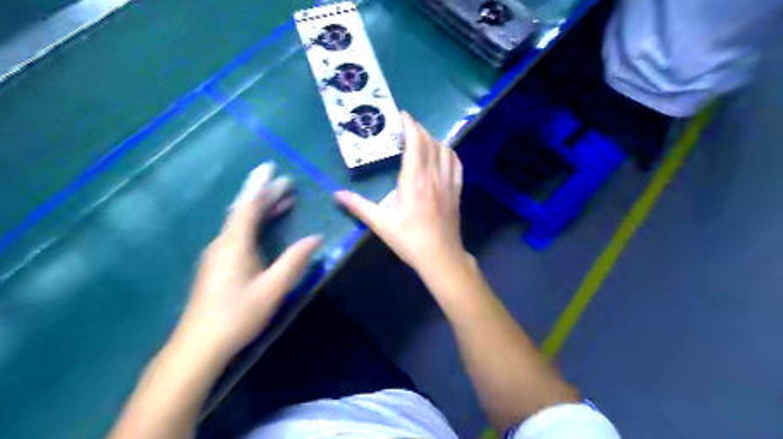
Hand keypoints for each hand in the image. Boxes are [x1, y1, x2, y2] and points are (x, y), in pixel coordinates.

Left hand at [174, 164, 320, 364]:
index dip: (260, 186)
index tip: (270, 167)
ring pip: (240, 223)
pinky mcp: (217, 266)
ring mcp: (217, 255)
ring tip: (283, 202)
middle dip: (265, 196)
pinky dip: (254, 224)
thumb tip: (315, 238)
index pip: (248, 206)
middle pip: (244, 211)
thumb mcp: (273, 288)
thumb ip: (294, 261)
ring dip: (261, 210)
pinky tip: (264, 230)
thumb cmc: (237, 314)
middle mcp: (222, 243)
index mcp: (234, 244)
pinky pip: (238, 234)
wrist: (198, 346)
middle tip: (287, 184)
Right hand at [335, 111, 467, 276]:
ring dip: (433, 139)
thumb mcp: (381, 223)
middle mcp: (433, 176)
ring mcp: (448, 183)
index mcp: (414, 180)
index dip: (409, 125)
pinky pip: (456, 164)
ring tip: (421, 139)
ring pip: (445, 150)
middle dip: (418, 129)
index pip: (415, 143)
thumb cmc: (409, 239)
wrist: (441, 256)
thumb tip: (335, 194)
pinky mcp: (457, 191)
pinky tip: (442, 154)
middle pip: (430, 142)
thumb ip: (358, 206)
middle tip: (405, 126)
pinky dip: (448, 153)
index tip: (401, 115)